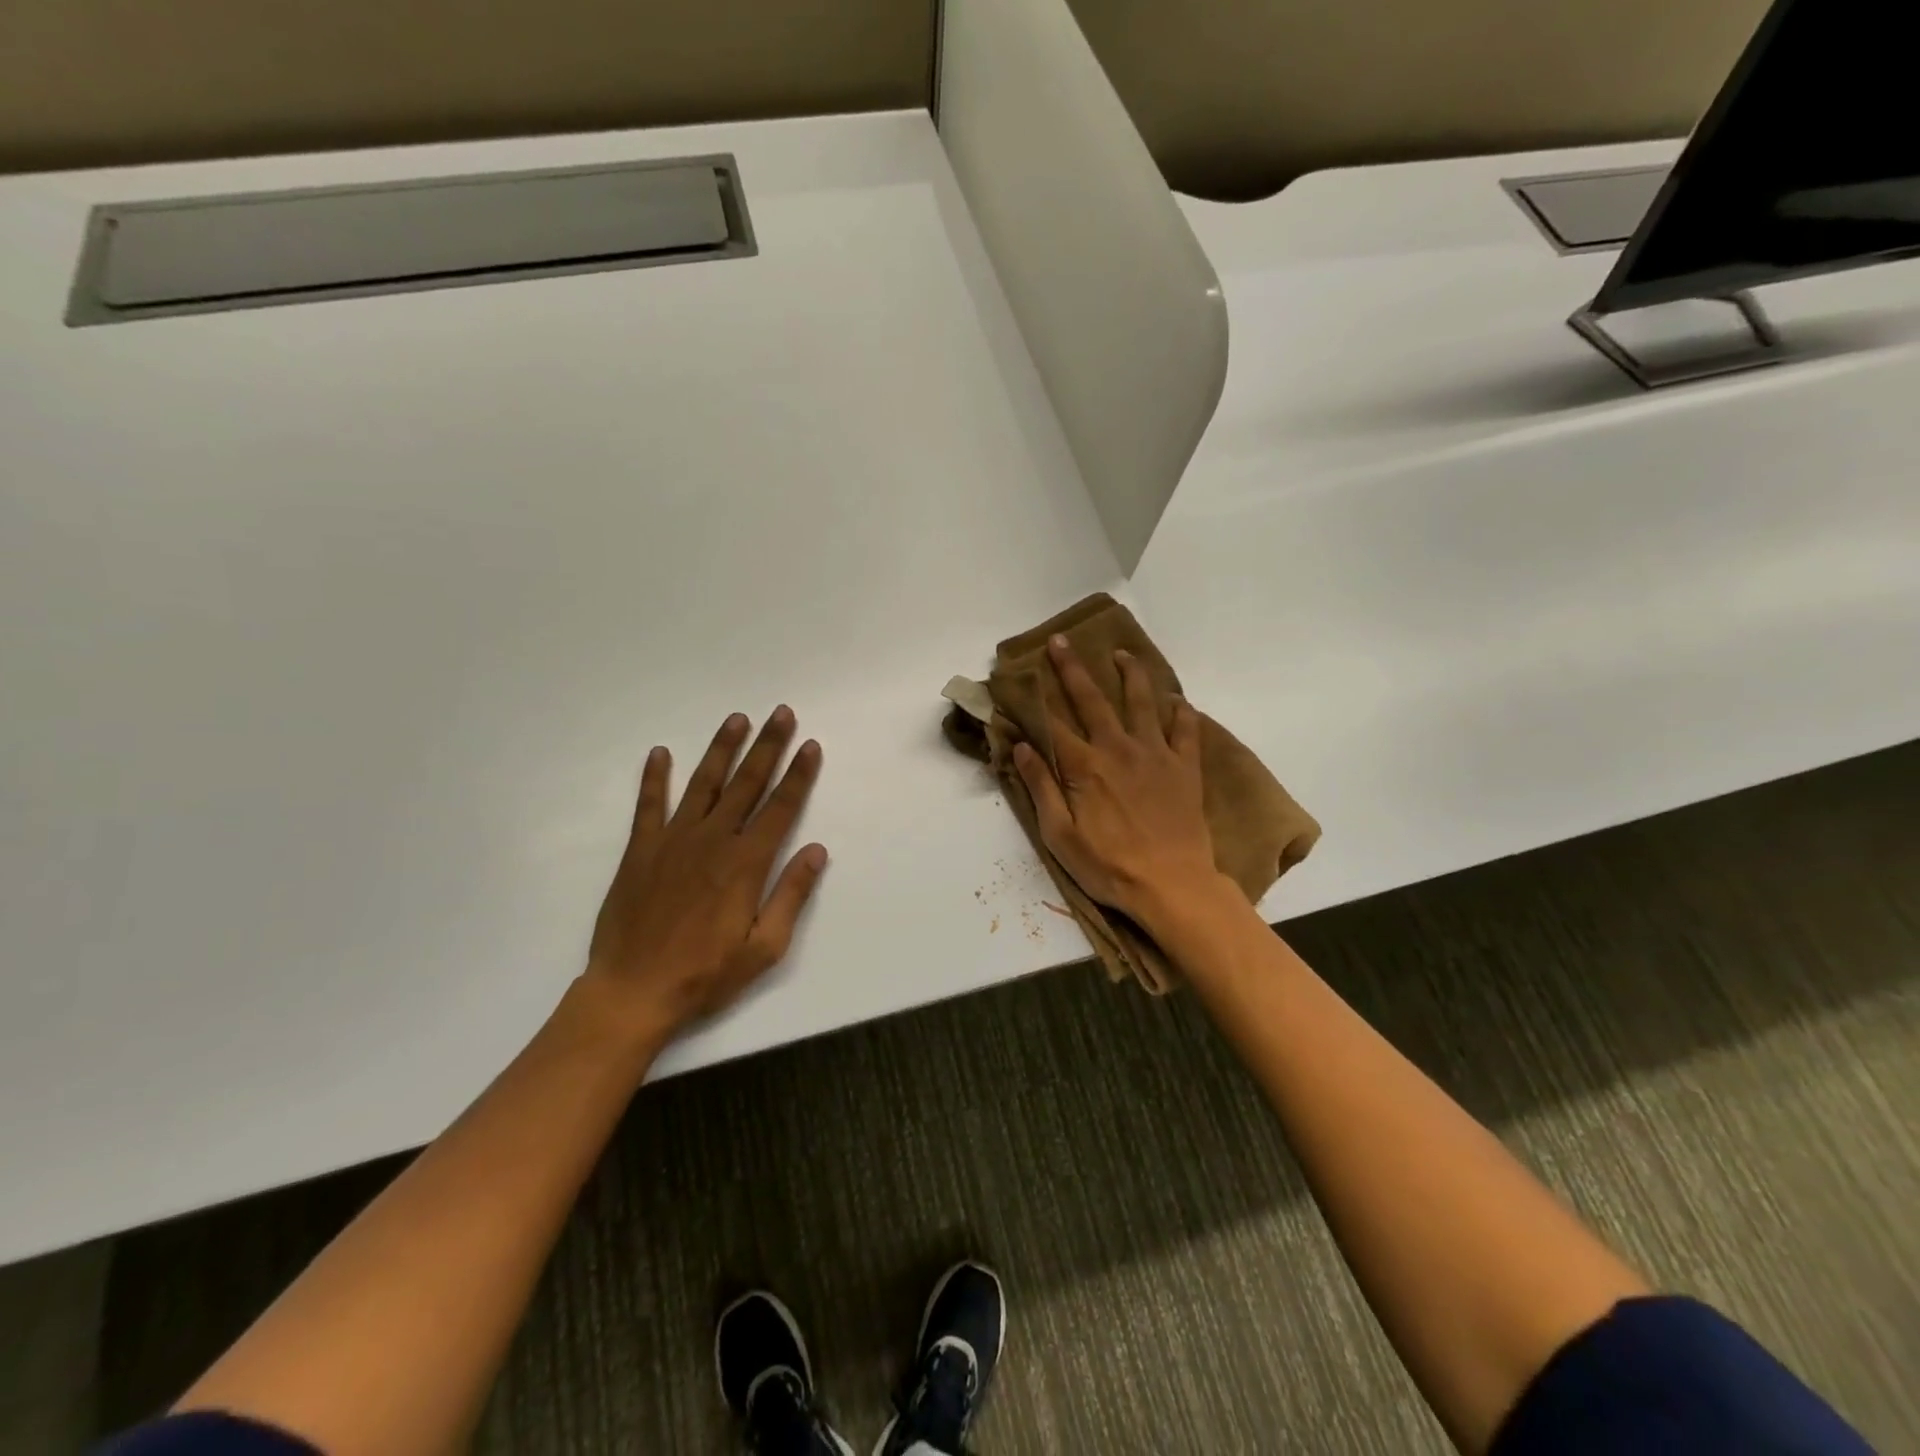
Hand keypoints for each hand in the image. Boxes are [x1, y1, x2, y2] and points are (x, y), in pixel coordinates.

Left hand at [581, 707, 826, 1044]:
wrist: (632, 992)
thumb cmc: (705, 975)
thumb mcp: (763, 948)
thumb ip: (791, 895)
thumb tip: (817, 850)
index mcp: (745, 864)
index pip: (780, 808)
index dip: (798, 775)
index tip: (810, 745)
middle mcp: (712, 841)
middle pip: (747, 784)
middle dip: (768, 746)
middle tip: (781, 713)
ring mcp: (673, 841)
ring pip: (704, 784)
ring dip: (722, 749)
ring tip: (737, 719)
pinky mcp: (641, 850)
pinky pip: (649, 805)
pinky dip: (654, 778)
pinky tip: (661, 753)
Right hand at [1012, 636, 1220, 928]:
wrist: (1172, 885)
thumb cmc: (1108, 866)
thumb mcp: (1060, 835)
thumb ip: (1041, 787)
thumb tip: (1022, 747)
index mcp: (1084, 766)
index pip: (1052, 725)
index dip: (1033, 700)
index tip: (1019, 678)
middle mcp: (1118, 749)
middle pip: (1091, 700)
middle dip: (1072, 669)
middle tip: (1060, 641)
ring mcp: (1155, 754)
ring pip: (1142, 703)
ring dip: (1131, 675)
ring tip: (1124, 654)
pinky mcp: (1184, 768)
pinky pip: (1185, 730)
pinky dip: (1181, 712)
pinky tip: (1178, 701)